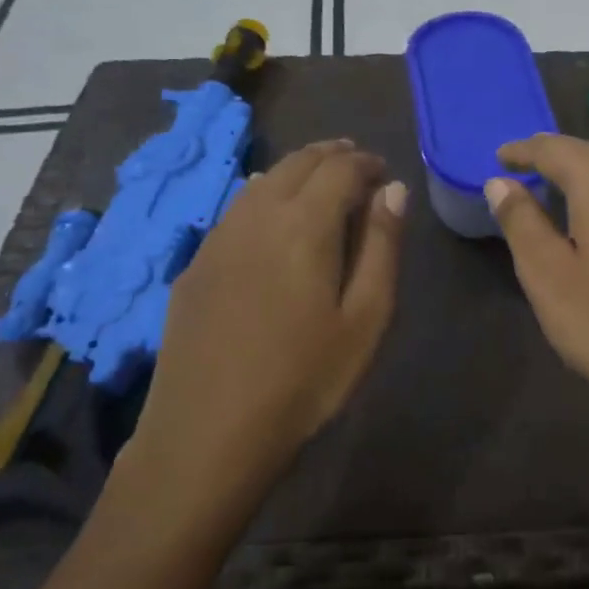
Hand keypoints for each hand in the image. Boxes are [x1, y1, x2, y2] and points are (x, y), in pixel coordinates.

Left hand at [123, 140, 406, 507]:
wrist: (207, 434)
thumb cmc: (304, 380)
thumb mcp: (365, 318)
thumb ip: (382, 246)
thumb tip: (393, 190)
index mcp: (304, 224)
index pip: (340, 168)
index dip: (366, 162)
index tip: (385, 171)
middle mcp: (257, 216)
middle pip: (297, 163)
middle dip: (332, 155)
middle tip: (357, 165)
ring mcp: (218, 239)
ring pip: (262, 181)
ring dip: (297, 171)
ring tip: (320, 183)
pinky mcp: (195, 265)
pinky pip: (236, 210)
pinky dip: (264, 196)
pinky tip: (271, 218)